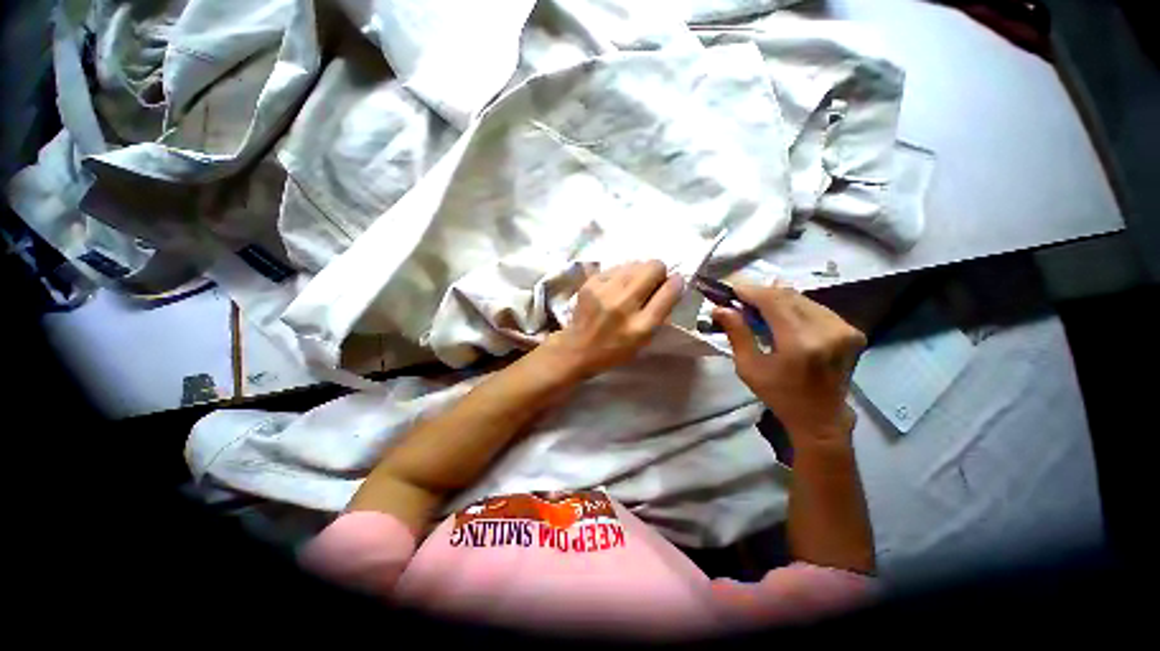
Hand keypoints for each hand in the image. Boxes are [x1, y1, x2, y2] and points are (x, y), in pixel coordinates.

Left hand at [540, 261, 683, 380]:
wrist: (578, 348)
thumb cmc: (615, 348)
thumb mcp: (644, 340)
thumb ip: (661, 312)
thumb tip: (672, 282)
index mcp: (641, 327)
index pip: (668, 292)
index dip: (676, 283)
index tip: (675, 282)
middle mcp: (623, 305)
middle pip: (653, 267)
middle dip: (658, 273)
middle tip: (652, 284)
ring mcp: (604, 291)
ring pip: (635, 262)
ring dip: (639, 272)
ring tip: (632, 287)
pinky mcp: (591, 283)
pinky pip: (617, 266)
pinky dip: (622, 274)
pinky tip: (616, 287)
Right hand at [713, 283, 865, 441]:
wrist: (821, 418)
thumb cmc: (779, 395)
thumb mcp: (749, 367)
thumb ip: (737, 333)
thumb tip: (721, 308)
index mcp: (800, 342)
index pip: (774, 300)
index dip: (751, 291)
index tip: (732, 289)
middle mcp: (828, 330)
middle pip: (789, 295)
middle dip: (762, 294)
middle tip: (741, 299)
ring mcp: (844, 329)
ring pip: (803, 299)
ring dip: (778, 299)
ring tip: (759, 308)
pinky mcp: (852, 331)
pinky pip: (816, 307)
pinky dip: (795, 307)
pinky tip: (782, 317)